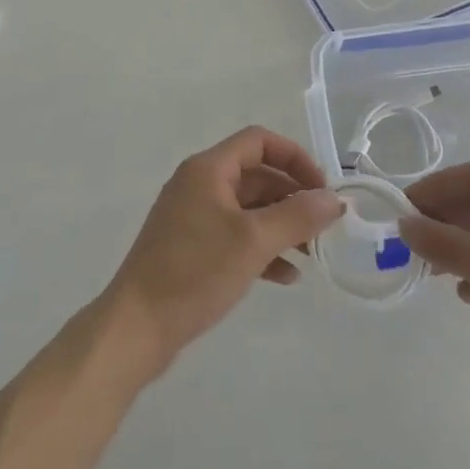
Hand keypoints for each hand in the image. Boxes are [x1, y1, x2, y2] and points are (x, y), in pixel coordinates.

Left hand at [103, 127, 341, 376]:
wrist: (136, 327)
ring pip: (248, 209)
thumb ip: (297, 217)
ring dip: (280, 226)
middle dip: (292, 197)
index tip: (321, 189)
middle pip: (256, 175)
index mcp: (209, 169)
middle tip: (323, 227)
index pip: (259, 141)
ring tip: (311, 255)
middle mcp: (199, 184)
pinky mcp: (190, 248)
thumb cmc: (195, 272)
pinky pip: (234, 236)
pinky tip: (285, 277)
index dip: (294, 158)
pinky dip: (261, 249)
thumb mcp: (252, 242)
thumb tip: (333, 199)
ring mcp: (192, 217)